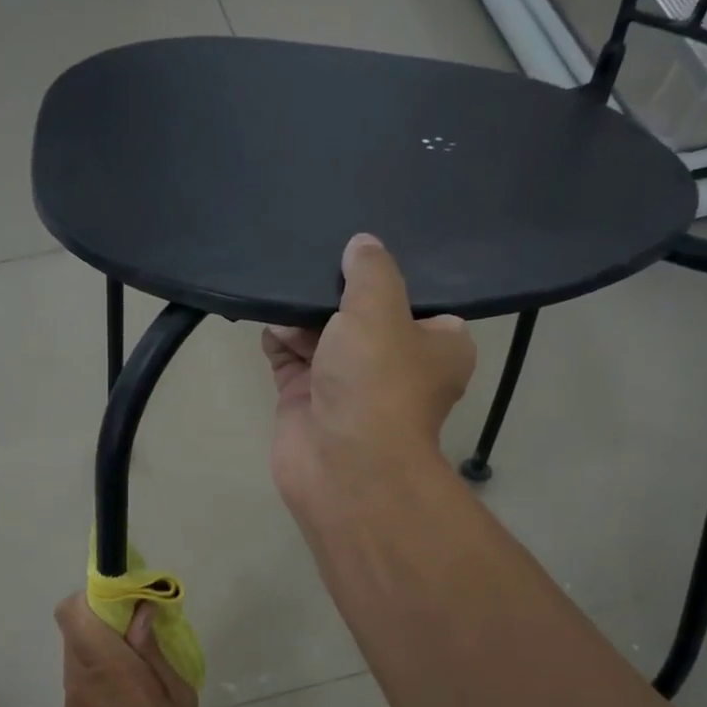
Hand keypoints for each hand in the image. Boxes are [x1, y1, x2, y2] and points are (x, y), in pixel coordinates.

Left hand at [54, 593, 201, 706]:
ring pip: (78, 651)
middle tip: (142, 630)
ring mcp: (73, 699)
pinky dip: (101, 669)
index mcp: (105, 666)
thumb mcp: (177, 699)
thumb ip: (153, 651)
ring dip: (104, 645)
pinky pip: (82, 676)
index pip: (71, 610)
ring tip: (142, 663)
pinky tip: (131, 692)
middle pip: (75, 626)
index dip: (93, 597)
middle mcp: (79, 677)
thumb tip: (140, 612)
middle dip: (104, 618)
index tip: (126, 601)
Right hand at [262, 233, 475, 507]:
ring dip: (303, 315)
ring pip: (322, 336)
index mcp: (437, 347)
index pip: (417, 303)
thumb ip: (371, 271)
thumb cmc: (378, 380)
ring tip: (284, 284)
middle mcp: (394, 366)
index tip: (364, 253)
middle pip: (363, 316)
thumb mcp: (381, 309)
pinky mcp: (306, 400)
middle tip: (315, 259)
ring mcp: (346, 385)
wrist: (341, 462)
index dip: (391, 279)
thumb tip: (363, 245)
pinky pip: (290, 359)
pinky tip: (269, 317)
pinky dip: (279, 340)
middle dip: (337, 293)